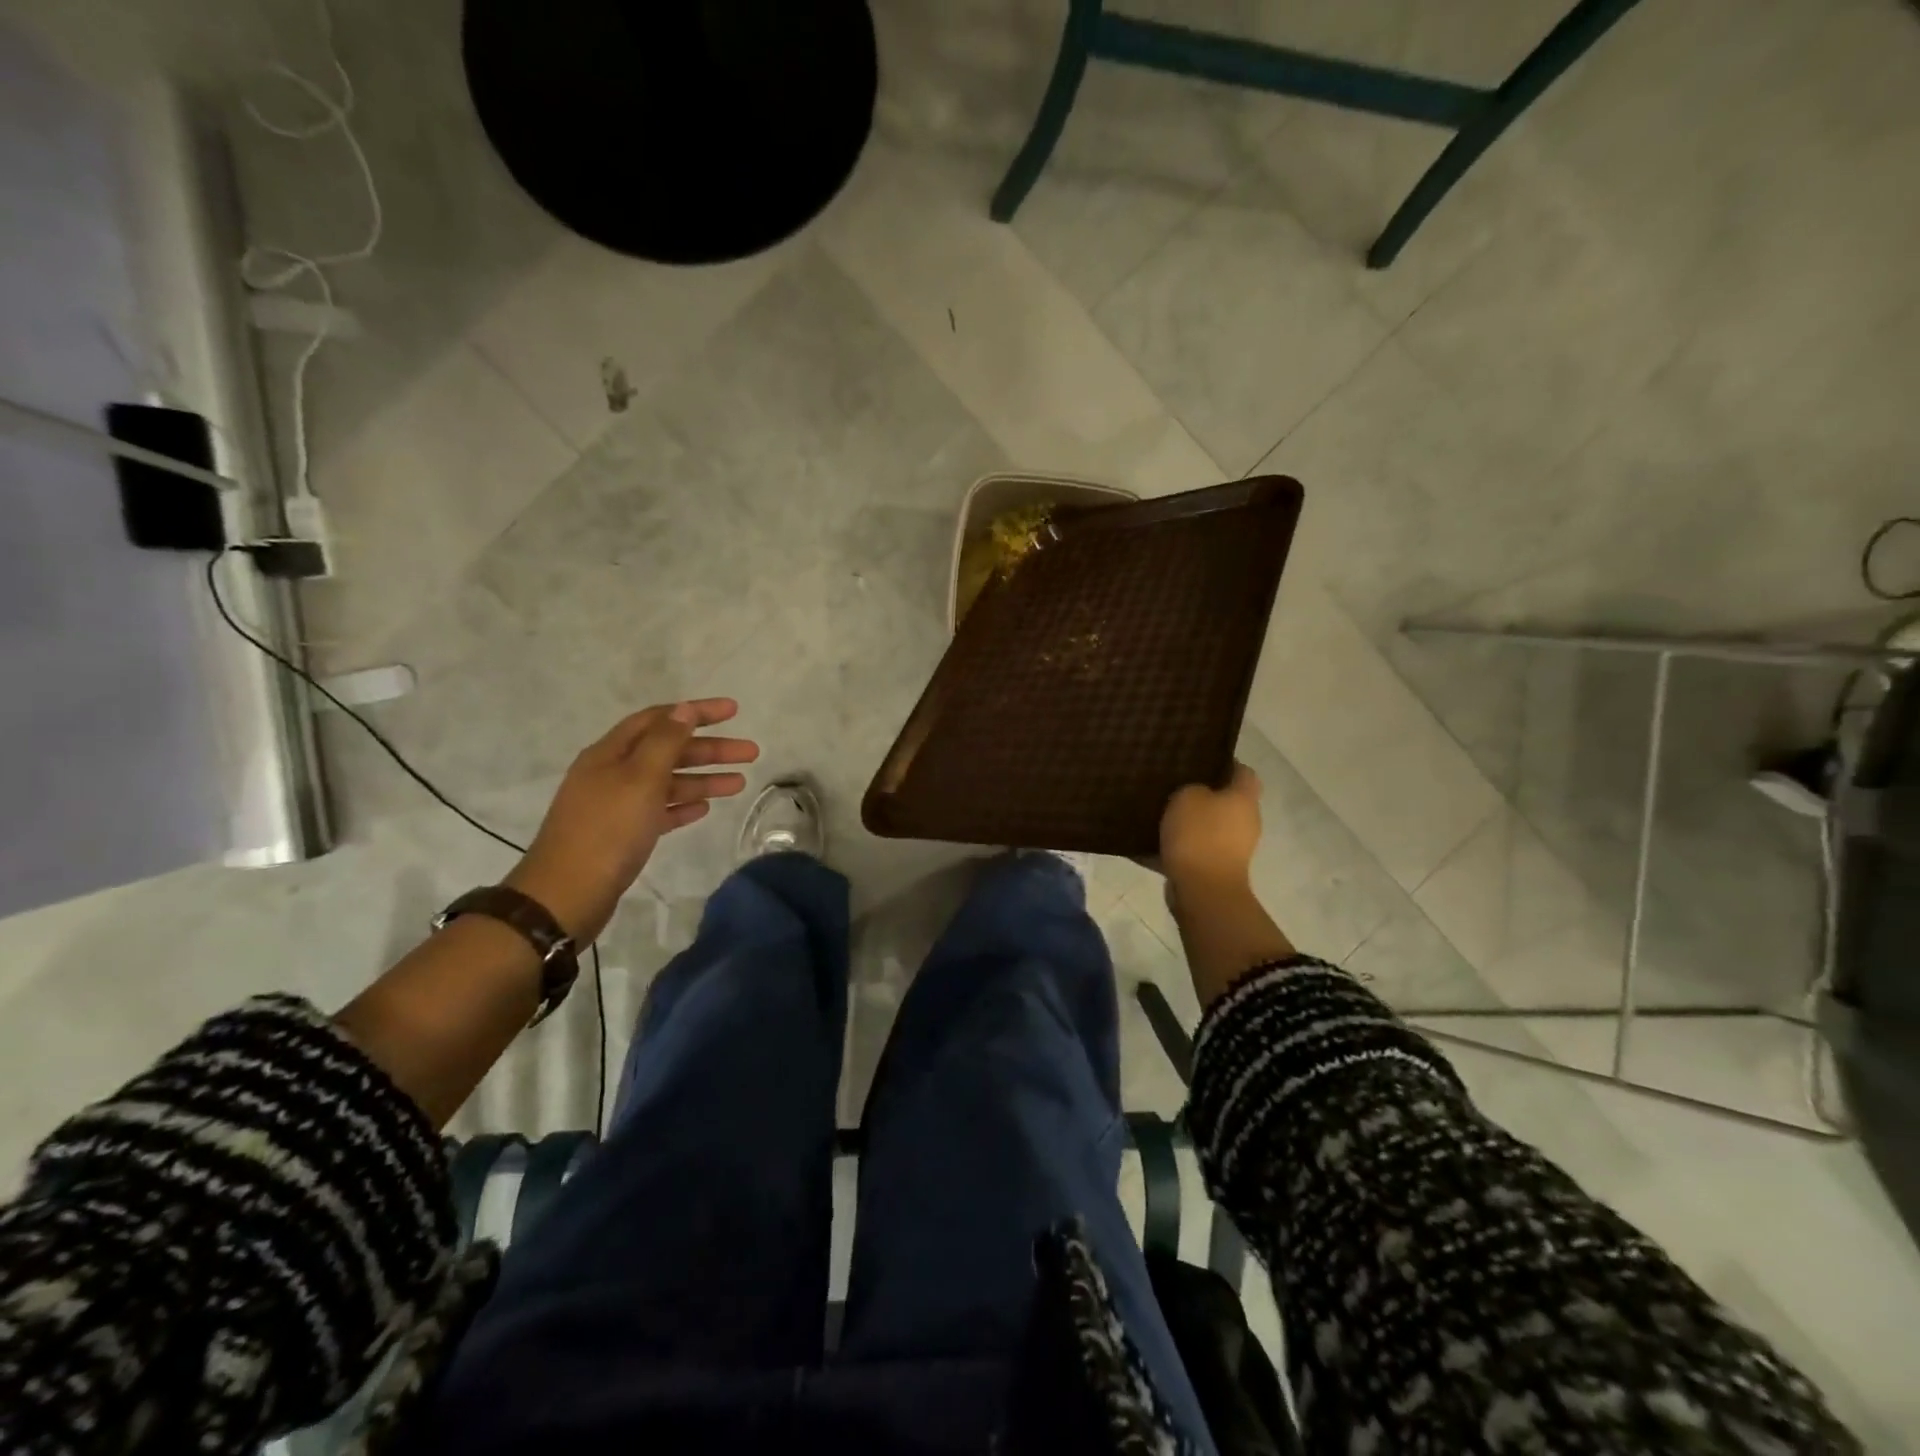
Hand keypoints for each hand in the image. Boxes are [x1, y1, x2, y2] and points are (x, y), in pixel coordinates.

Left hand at [506, 700, 758, 941]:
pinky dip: (683, 805)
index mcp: (611, 753)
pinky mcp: (624, 834)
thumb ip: (665, 742)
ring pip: (668, 782)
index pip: (659, 719)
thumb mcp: (640, 778)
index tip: (733, 711)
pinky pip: (660, 811)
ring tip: (740, 783)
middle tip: (750, 752)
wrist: (567, 894)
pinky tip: (705, 808)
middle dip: (710, 749)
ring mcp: (617, 805)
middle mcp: (613, 773)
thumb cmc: (607, 830)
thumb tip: (684, 709)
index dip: (695, 711)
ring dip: (704, 779)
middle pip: (668, 751)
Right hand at [1159, 763, 1262, 895]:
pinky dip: (1183, 846)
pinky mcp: (1218, 869)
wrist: (1202, 890)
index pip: (1244, 772)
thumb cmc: (1199, 835)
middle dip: (1205, 793)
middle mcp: (1246, 821)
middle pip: (1228, 800)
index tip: (1200, 760)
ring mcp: (1234, 848)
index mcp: (1244, 798)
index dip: (1226, 763)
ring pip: (1212, 826)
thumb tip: (1196, 794)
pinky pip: (1198, 849)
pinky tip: (1157, 841)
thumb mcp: (1187, 796)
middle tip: (1175, 785)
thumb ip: (1192, 787)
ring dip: (1193, 822)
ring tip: (1162, 812)